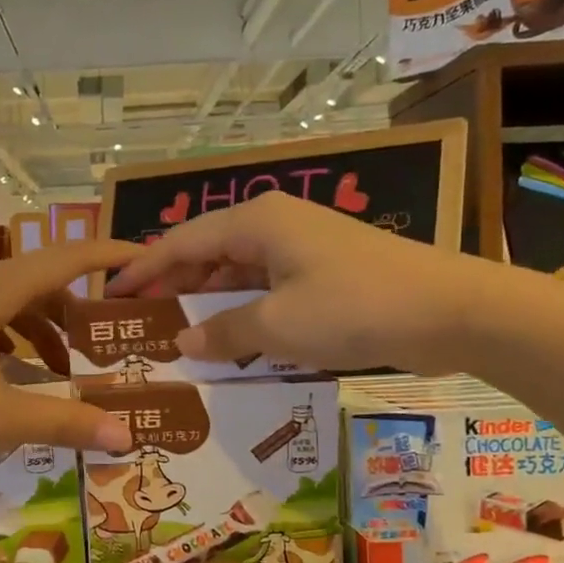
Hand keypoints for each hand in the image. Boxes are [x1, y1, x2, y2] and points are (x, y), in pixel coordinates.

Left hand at [0, 240, 139, 469]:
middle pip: (44, 284)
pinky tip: (18, 384)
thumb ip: (63, 423)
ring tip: (70, 375)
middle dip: (84, 309)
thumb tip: (125, 437)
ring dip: (48, 334)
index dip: (112, 255)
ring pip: (15, 309)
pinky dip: (16, 349)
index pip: (68, 259)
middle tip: (117, 339)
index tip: (150, 258)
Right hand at [104, 192, 503, 374]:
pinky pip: (267, 288)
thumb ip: (225, 331)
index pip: (181, 242)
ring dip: (209, 301)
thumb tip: (184, 340)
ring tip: (177, 333)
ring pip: (238, 272)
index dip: (143, 269)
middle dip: (173, 285)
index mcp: (256, 222)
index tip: (111, 294)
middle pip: (207, 252)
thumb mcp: (279, 325)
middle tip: (139, 321)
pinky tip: (231, 339)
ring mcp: (303, 248)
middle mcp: (275, 225)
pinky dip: (245, 311)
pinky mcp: (325, 274)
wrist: (452, 310)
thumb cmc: (354, 307)